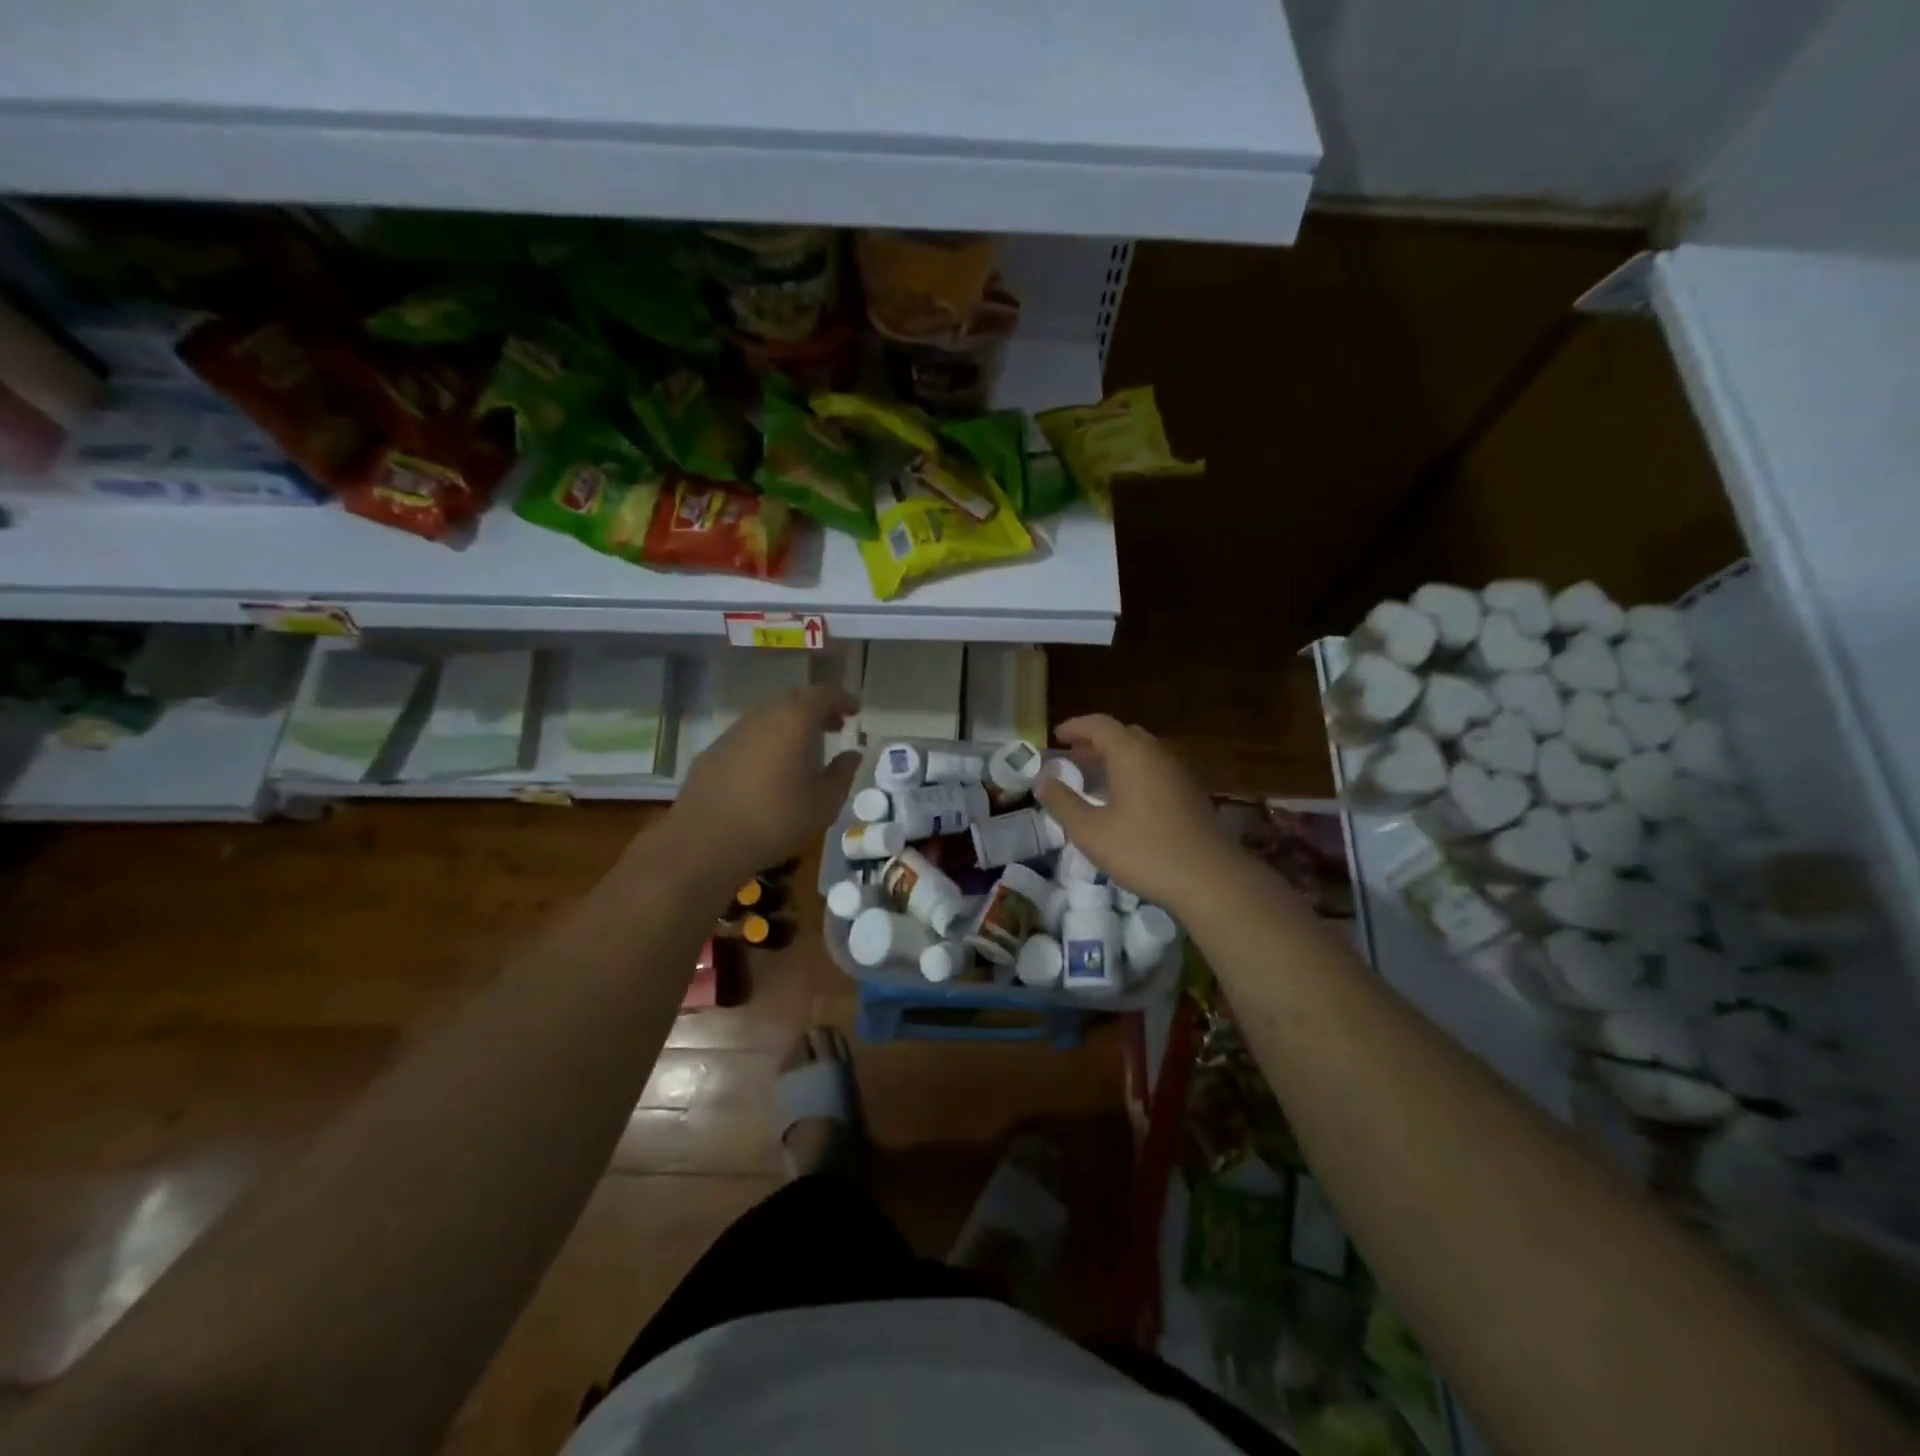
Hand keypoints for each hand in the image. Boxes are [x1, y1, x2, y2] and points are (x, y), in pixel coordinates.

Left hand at [662, 685, 859, 887]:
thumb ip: (842, 773)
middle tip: (834, 728)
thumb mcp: (824, 803)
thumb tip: (851, 755)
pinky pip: (749, 736)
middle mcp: (763, 717)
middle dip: (818, 710)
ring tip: (804, 750)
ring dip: (791, 726)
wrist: (706, 841)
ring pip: (769, 717)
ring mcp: (734, 732)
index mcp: (794, 721)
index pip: (823, 694)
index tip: (854, 712)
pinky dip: (767, 741)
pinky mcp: (713, 751)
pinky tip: (770, 770)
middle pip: (795, 700)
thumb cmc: (775, 820)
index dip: (842, 698)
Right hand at [1035, 715, 1238, 915]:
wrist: (1209, 878)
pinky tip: (1125, 802)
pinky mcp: (1191, 794)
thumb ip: (1063, 802)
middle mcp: (1157, 754)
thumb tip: (1043, 780)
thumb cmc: (1143, 850)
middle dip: (1095, 743)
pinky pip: (1156, 771)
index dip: (1075, 727)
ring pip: (1142, 753)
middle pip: (1123, 735)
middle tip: (1073, 759)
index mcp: (1130, 753)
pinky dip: (1134, 774)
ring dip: (1116, 759)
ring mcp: (1178, 773)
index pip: (1099, 724)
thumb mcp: (1090, 831)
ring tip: (1094, 780)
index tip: (1056, 736)